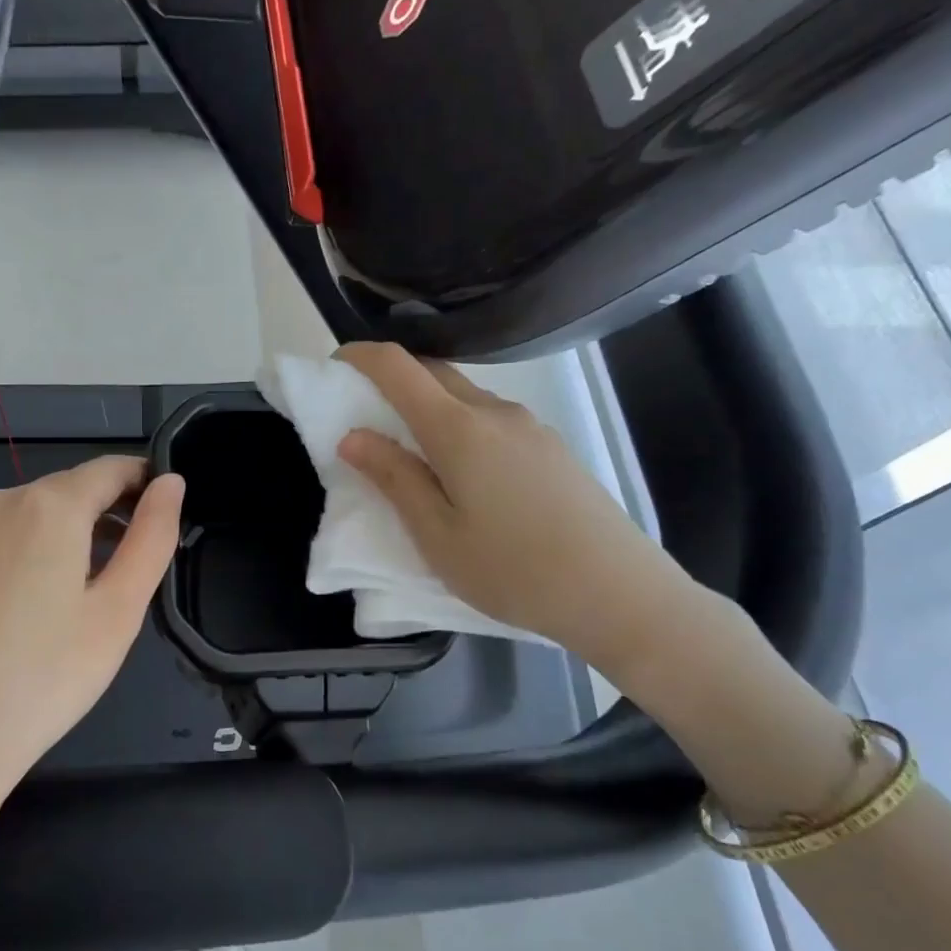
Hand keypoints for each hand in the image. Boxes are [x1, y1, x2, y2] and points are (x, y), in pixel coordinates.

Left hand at [0, 457, 183, 816]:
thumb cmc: (45, 677)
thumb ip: (152, 537)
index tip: (171, 515)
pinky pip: (9, 538)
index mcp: (48, 505)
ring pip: (40, 515)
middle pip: (74, 489)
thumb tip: (171, 483)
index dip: (148, 483)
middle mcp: (1, 502)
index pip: (112, 469)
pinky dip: (40, 552)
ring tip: (100, 590)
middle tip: (141, 566)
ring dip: (78, 534)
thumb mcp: (118, 610)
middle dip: (113, 513)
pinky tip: (46, 604)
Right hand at [334, 342, 694, 674]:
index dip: (359, 357)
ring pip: (464, 397)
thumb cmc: (513, 570)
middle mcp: (495, 413)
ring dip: (427, 405)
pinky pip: (491, 419)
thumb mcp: (437, 535)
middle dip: (390, 379)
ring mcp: (530, 427)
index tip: (332, 370)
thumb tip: (352, 436)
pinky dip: (458, 425)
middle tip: (363, 415)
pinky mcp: (551, 448)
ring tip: (410, 452)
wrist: (618, 593)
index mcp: (459, 429)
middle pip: (433, 373)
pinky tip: (461, 473)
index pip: (398, 367)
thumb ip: (394, 478)